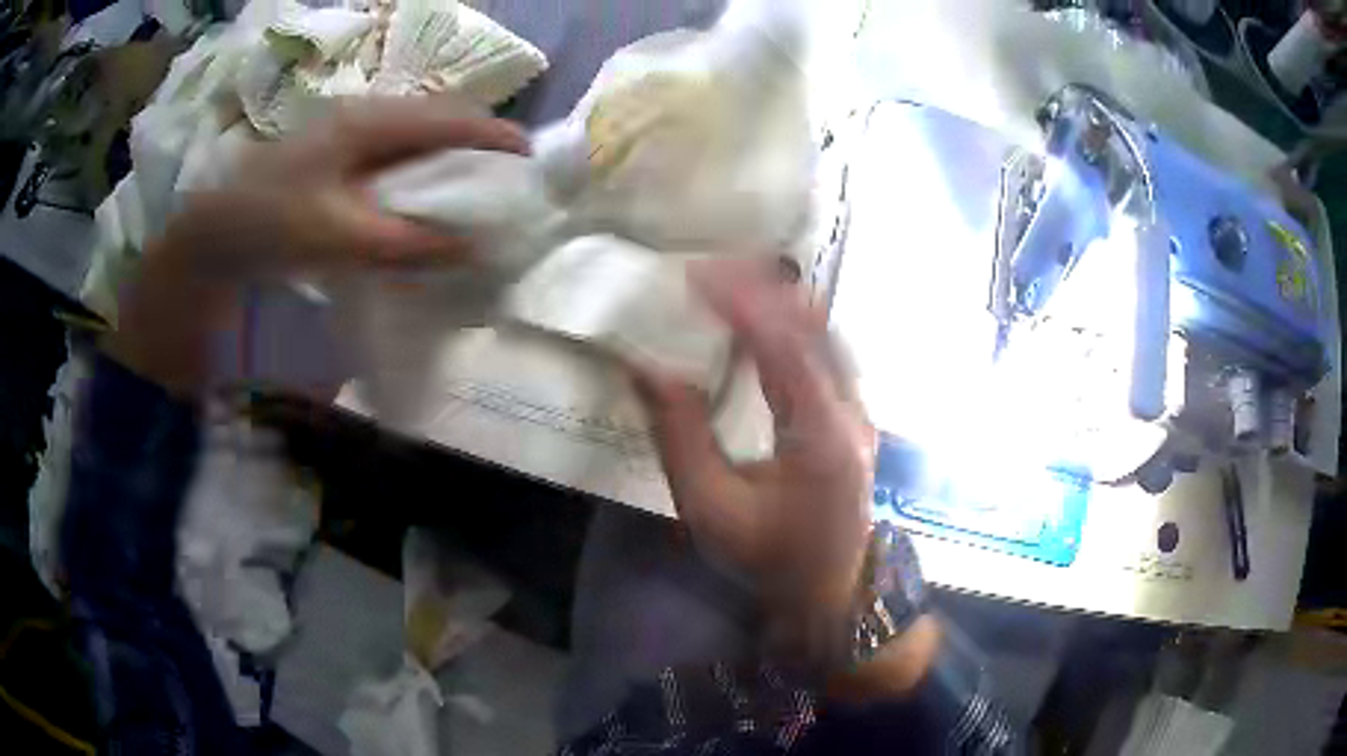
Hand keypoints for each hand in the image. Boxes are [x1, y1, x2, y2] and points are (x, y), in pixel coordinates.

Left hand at [110, 99, 528, 394]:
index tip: (530, 160)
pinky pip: (394, 156)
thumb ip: (404, 242)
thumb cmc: (269, 222)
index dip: (493, 135)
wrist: (213, 230)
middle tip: (504, 183)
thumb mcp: (336, 235)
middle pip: (438, 120)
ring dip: (448, 160)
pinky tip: (421, 201)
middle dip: (477, 145)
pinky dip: (419, 174)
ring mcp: (350, 134)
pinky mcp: (338, 155)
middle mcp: (366, 117)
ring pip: (417, 137)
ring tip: (472, 193)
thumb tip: (470, 249)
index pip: (449, 118)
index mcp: (369, 122)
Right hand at [634, 258, 874, 618]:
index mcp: (822, 435)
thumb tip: (646, 368)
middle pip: (816, 328)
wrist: (828, 592)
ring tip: (734, 283)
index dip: (742, 303)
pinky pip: (829, 355)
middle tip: (713, 270)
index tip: (697, 276)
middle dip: (765, 289)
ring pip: (828, 337)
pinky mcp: (856, 419)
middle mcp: (852, 413)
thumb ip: (679, 435)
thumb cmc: (768, 558)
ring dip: (782, 303)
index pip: (784, 346)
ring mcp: (861, 414)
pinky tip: (768, 322)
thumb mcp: (711, 507)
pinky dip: (795, 328)